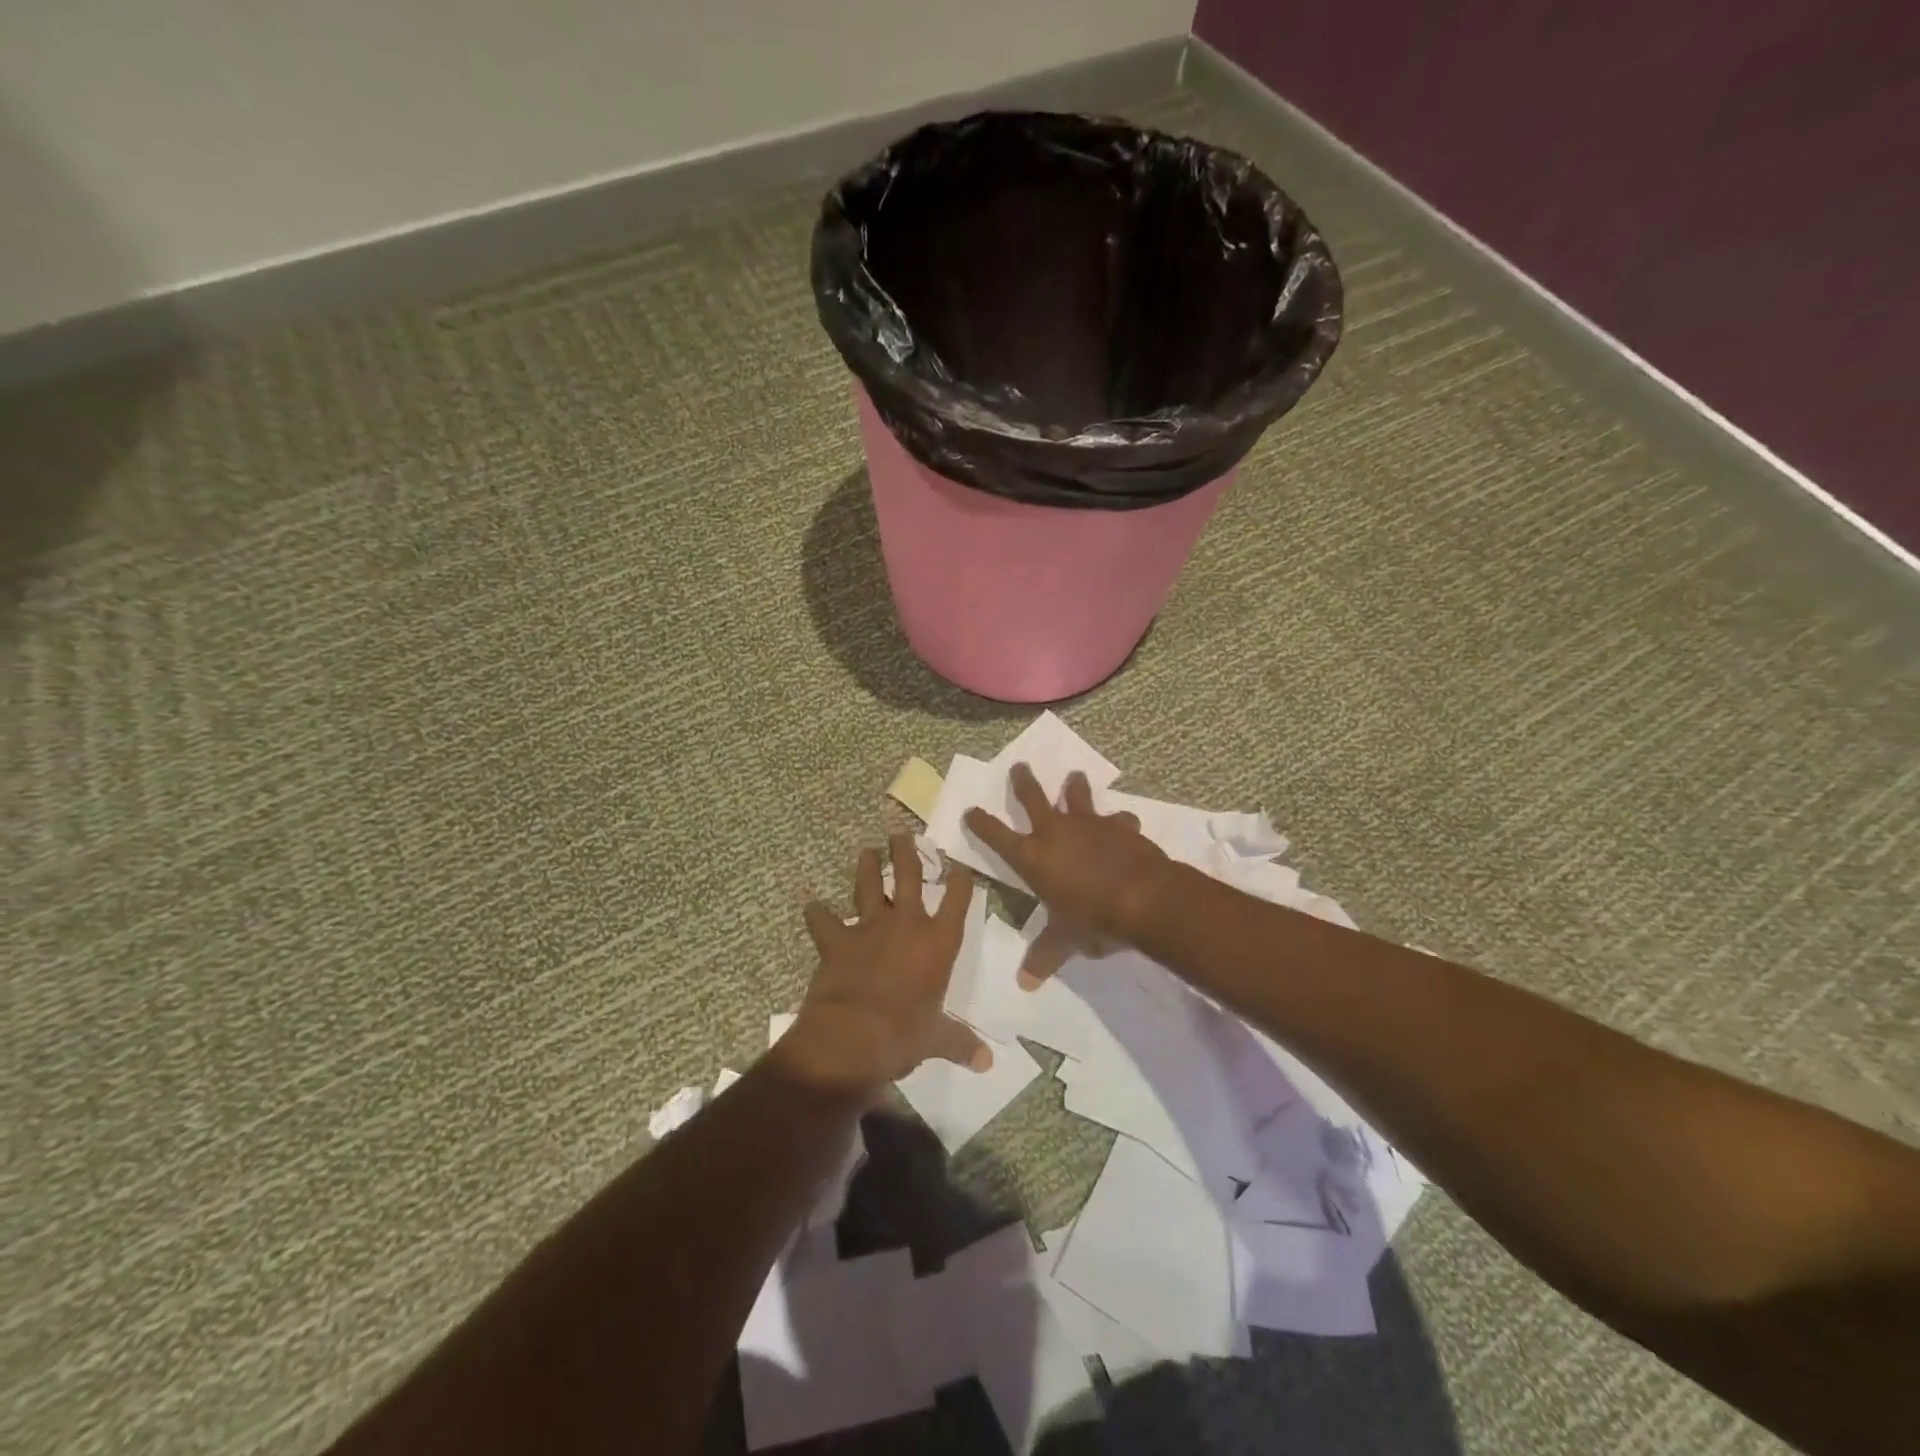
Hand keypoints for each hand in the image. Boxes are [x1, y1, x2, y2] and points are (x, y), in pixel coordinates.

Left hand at [778, 833, 991, 1098]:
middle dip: (907, 852)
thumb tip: (987, 1063)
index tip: (960, 864)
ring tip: (867, 850)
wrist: (853, 1036)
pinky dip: (818, 914)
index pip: (957, 899)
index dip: (960, 879)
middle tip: (902, 834)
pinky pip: (825, 921)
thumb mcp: (937, 1039)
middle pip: (909, 876)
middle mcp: (906, 924)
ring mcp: (869, 928)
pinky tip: (811, 905)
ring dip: (867, 867)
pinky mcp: (837, 940)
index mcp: (938, 942)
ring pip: (869, 886)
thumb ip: (960, 1042)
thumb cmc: (905, 1034)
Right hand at [965, 765, 1170, 985]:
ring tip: (1074, 776)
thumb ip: (1044, 956)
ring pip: (1077, 795)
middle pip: (1032, 797)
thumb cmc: (1092, 917)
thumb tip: (1025, 983)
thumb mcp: (1064, 940)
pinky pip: (1117, 819)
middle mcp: (1056, 832)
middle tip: (1019, 765)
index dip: (981, 823)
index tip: (970, 810)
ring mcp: (1089, 824)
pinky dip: (1119, 821)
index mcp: (1033, 857)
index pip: (997, 836)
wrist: (1143, 897)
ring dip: (1074, 786)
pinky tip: (1124, 822)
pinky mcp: (1119, 826)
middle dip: (1023, 781)